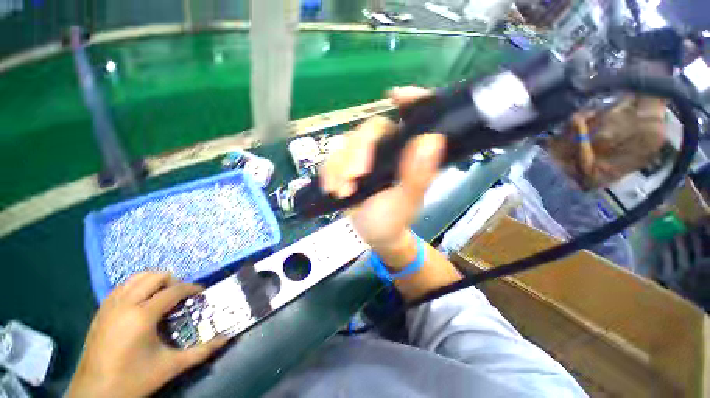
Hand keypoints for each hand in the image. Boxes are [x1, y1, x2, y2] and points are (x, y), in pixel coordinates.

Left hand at [66, 272, 228, 397]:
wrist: (95, 394)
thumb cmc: (134, 380)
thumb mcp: (171, 367)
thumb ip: (202, 351)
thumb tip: (227, 338)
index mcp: (142, 315)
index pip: (174, 290)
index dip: (192, 288)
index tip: (201, 293)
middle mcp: (125, 304)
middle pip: (154, 276)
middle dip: (173, 280)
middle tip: (181, 295)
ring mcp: (110, 305)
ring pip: (136, 277)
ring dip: (154, 281)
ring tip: (163, 296)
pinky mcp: (101, 310)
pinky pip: (122, 286)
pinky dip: (137, 286)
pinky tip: (143, 302)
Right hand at [320, 86, 445, 251]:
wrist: (372, 234)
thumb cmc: (393, 219)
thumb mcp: (406, 201)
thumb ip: (418, 174)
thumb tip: (432, 138)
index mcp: (409, 154)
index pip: (414, 118)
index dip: (410, 102)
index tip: (396, 95)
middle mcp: (388, 149)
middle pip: (369, 131)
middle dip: (356, 154)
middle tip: (353, 179)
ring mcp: (364, 156)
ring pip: (346, 145)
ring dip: (339, 168)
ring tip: (341, 192)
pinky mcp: (346, 166)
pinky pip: (332, 160)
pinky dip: (329, 173)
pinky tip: (332, 189)